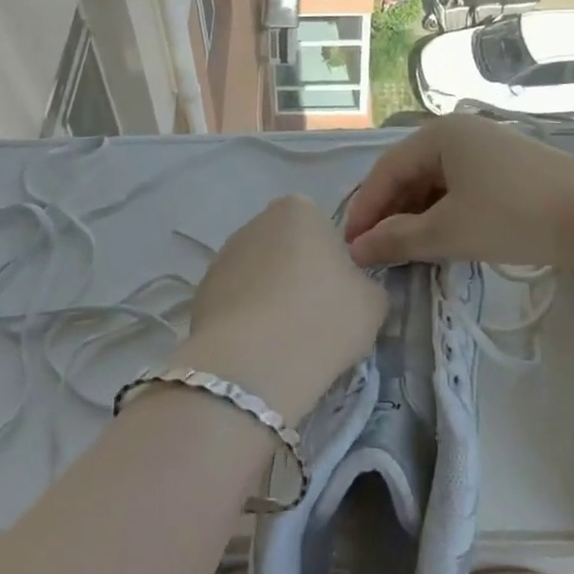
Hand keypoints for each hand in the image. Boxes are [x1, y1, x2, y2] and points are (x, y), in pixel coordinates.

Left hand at [171, 195, 387, 422]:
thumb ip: (364, 283)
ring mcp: (223, 256)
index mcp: (299, 209)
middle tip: (315, 319)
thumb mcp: (373, 302)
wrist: (254, 364)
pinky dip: (247, 320)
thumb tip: (350, 288)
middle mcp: (255, 222)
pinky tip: (258, 349)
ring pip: (259, 276)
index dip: (334, 264)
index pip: (323, 230)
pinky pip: (236, 303)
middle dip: (299, 277)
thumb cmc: (323, 318)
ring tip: (285, 340)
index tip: (339, 296)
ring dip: (271, 298)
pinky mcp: (201, 292)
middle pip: (287, 249)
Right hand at [343, 114, 573, 268]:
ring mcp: (486, 148)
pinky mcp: (507, 168)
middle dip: (389, 213)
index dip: (365, 209)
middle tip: (373, 250)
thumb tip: (357, 250)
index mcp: (439, 135)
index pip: (386, 171)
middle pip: (409, 173)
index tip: (350, 246)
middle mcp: (459, 133)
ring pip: (435, 182)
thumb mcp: (448, 231)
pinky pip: (459, 187)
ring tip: (403, 249)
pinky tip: (440, 238)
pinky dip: (442, 212)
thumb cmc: (513, 216)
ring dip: (414, 215)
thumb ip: (398, 239)